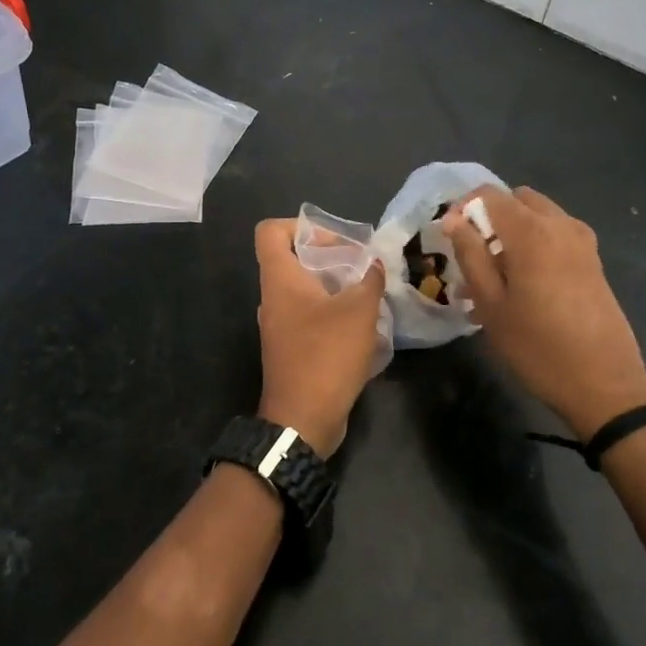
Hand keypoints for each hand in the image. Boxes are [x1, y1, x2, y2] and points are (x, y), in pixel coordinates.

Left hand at [254, 218, 384, 458]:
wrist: (303, 419)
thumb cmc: (326, 355)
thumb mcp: (358, 311)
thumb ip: (369, 280)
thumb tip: (373, 264)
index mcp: (279, 280)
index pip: (271, 232)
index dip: (301, 226)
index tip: (336, 241)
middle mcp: (273, 298)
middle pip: (294, 259)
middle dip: (330, 257)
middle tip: (363, 267)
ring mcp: (280, 325)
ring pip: (306, 290)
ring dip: (337, 287)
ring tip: (368, 293)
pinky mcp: (292, 348)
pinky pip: (311, 317)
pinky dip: (334, 313)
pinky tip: (364, 325)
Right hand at [441, 186, 645, 439]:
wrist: (604, 384)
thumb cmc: (537, 347)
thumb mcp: (491, 303)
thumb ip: (470, 255)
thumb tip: (453, 220)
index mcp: (531, 231)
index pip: (488, 194)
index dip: (463, 209)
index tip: (450, 240)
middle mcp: (560, 224)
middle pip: (517, 200)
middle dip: (490, 219)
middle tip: (472, 258)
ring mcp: (582, 241)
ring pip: (538, 217)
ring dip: (512, 233)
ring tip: (492, 279)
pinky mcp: (593, 260)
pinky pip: (556, 236)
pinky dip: (534, 246)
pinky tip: (520, 287)